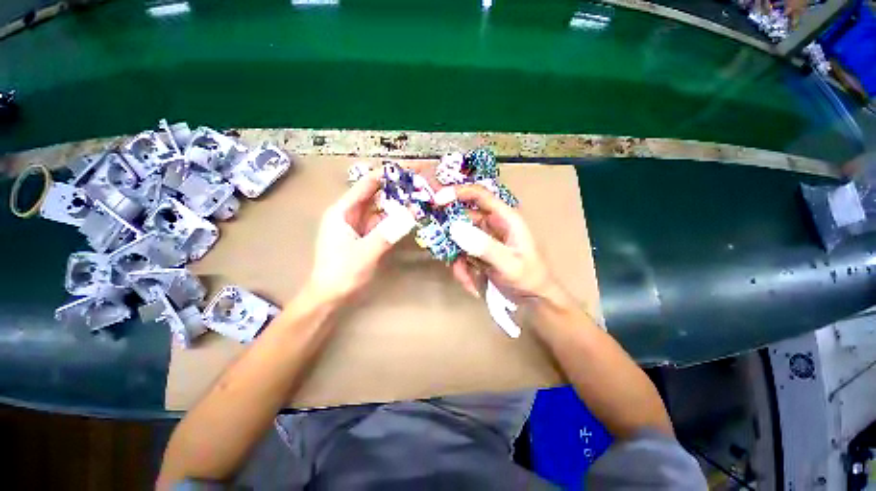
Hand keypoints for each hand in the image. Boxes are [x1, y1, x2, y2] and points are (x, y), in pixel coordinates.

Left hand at [306, 172, 414, 303]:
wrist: (329, 295)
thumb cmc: (342, 272)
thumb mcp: (366, 252)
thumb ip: (389, 232)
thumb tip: (411, 213)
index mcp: (343, 210)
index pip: (366, 184)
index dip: (386, 174)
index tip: (407, 170)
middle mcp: (348, 213)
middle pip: (373, 194)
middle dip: (394, 188)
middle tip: (417, 184)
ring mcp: (356, 224)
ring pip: (378, 208)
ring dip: (395, 203)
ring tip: (416, 197)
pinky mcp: (362, 234)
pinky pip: (379, 221)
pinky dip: (392, 218)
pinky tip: (405, 216)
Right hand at [446, 184, 561, 302]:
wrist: (533, 299)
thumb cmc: (529, 278)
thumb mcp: (509, 264)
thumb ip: (484, 247)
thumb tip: (455, 228)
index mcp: (504, 218)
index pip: (479, 196)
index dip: (458, 192)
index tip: (437, 200)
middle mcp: (491, 225)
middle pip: (462, 217)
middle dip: (448, 233)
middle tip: (437, 245)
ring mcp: (482, 239)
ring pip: (458, 240)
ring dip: (456, 258)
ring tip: (465, 277)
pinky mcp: (477, 252)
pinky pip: (460, 255)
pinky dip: (461, 269)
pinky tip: (471, 284)